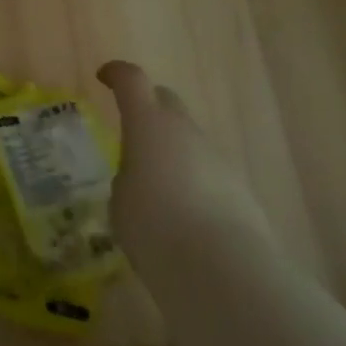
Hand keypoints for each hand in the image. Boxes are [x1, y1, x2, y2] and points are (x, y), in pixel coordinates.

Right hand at [97, 60, 272, 267]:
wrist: (226, 271)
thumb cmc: (156, 228)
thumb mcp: (121, 202)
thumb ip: (127, 179)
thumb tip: (140, 179)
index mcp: (147, 122)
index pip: (131, 79)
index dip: (116, 74)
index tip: (104, 78)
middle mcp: (184, 130)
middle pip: (166, 101)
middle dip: (149, 108)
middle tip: (134, 132)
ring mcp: (217, 158)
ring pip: (190, 141)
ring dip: (173, 152)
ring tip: (159, 189)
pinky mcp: (240, 190)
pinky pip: (209, 173)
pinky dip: (195, 183)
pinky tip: (187, 217)